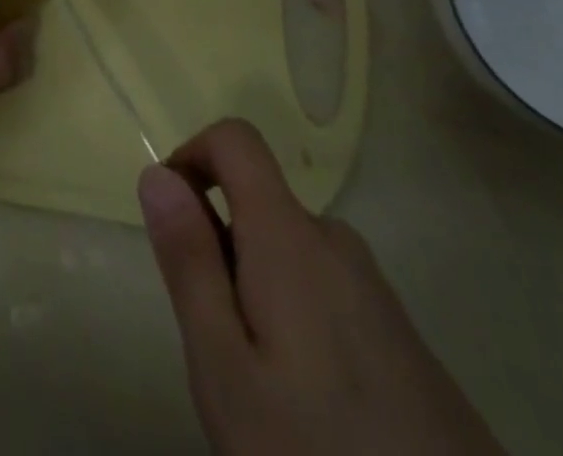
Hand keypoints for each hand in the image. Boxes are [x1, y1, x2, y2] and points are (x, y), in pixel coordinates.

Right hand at [140, 120, 503, 455]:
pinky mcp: (405, 340)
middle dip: (222, 248)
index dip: (193, 155)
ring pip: (292, 254)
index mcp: (291, 238)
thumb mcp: (224, 368)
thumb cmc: (316, 455)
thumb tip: (157, 172)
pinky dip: (298, 318)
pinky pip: (329, 291)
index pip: (236, 138)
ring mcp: (378, 293)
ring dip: (258, 288)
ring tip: (264, 388)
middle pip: (260, 204)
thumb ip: (189, 262)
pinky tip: (313, 409)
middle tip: (218, 346)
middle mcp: (338, 245)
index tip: (175, 222)